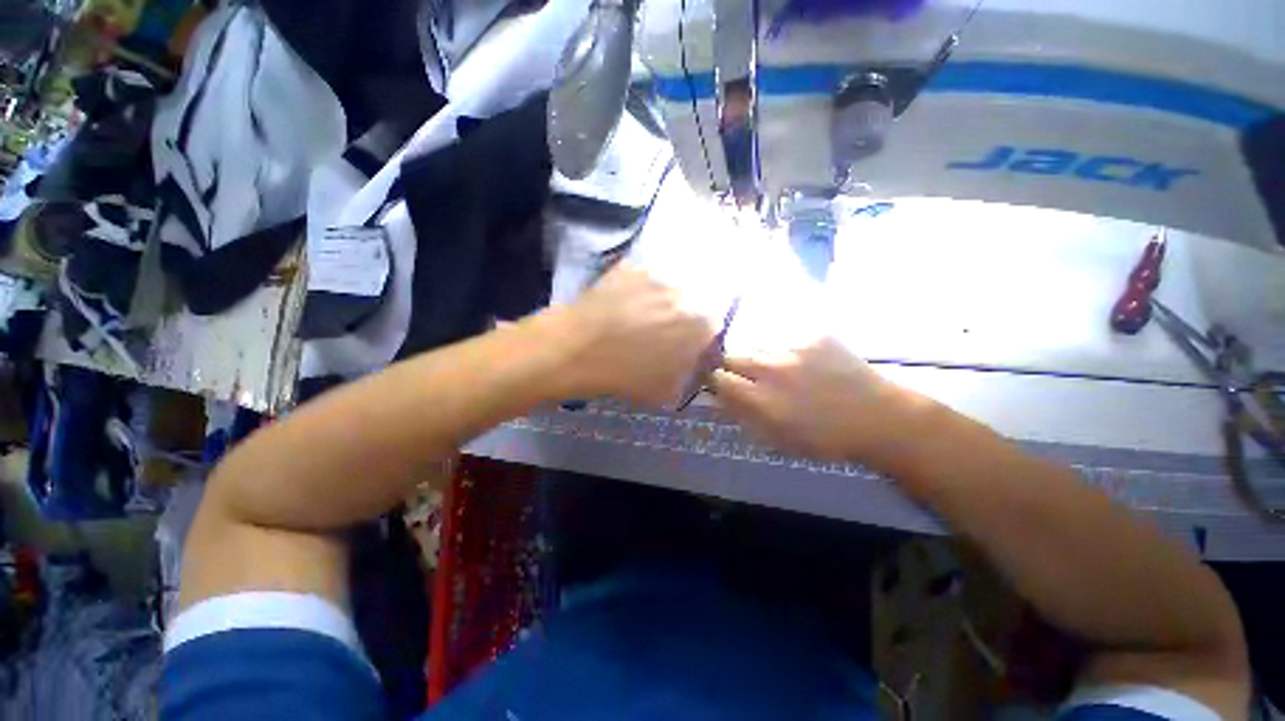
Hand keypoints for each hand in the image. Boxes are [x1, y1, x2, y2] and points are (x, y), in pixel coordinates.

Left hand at [565, 264, 716, 405]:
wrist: (574, 350)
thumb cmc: (624, 375)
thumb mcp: (666, 391)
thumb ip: (689, 376)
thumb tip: (691, 364)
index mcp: (700, 324)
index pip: (713, 329)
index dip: (699, 340)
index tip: (685, 349)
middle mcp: (685, 293)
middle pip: (693, 305)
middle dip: (682, 320)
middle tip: (660, 334)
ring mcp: (656, 275)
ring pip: (669, 290)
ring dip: (661, 303)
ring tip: (637, 319)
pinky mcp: (631, 266)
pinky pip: (644, 279)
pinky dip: (638, 291)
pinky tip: (621, 305)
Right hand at [710, 338, 936, 471]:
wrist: (878, 417)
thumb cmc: (824, 438)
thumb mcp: (777, 439)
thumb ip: (744, 416)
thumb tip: (720, 397)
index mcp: (762, 399)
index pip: (718, 378)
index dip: (716, 381)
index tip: (722, 385)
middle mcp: (772, 369)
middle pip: (731, 354)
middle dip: (730, 364)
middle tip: (743, 374)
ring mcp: (794, 349)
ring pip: (756, 343)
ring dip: (756, 355)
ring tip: (772, 367)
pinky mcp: (814, 336)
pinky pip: (784, 337)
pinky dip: (783, 349)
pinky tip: (799, 361)